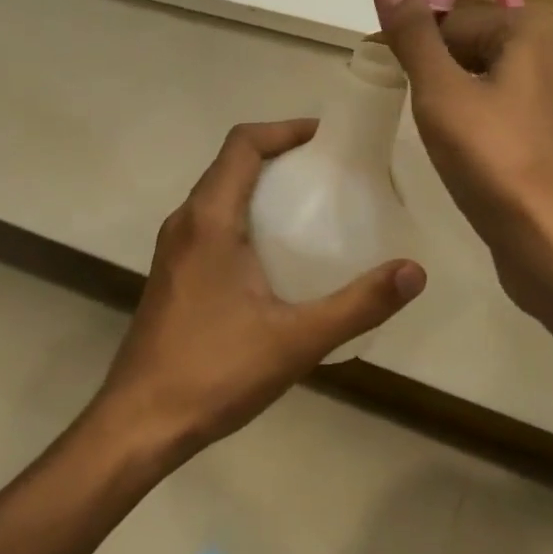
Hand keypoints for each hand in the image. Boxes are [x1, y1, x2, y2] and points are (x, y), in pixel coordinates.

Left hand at [96, 119, 426, 460]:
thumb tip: (414, 271)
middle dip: (278, 153)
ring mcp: (174, 246)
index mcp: (209, 218)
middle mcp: (186, 220)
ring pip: (219, 192)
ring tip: (308, 204)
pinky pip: (211, 220)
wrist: (138, 425)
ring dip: (260, 183)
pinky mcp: (173, 271)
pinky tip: (275, 252)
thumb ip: (358, 304)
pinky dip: (245, 212)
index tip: (325, 137)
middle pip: (231, 162)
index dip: (284, 129)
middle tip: (328, 169)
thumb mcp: (296, 340)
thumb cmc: (214, 372)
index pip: (243, 143)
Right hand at [373, 0, 552, 332]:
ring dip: (454, 104)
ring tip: (440, 141)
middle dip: (436, 78)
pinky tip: (467, 156)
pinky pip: (505, 112)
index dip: (413, 51)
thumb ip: (413, 35)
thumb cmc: (498, 162)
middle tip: (418, 118)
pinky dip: (479, 125)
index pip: (450, 22)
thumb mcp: (442, 93)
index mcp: (533, 28)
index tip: (388, 82)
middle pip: (469, 48)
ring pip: (485, 82)